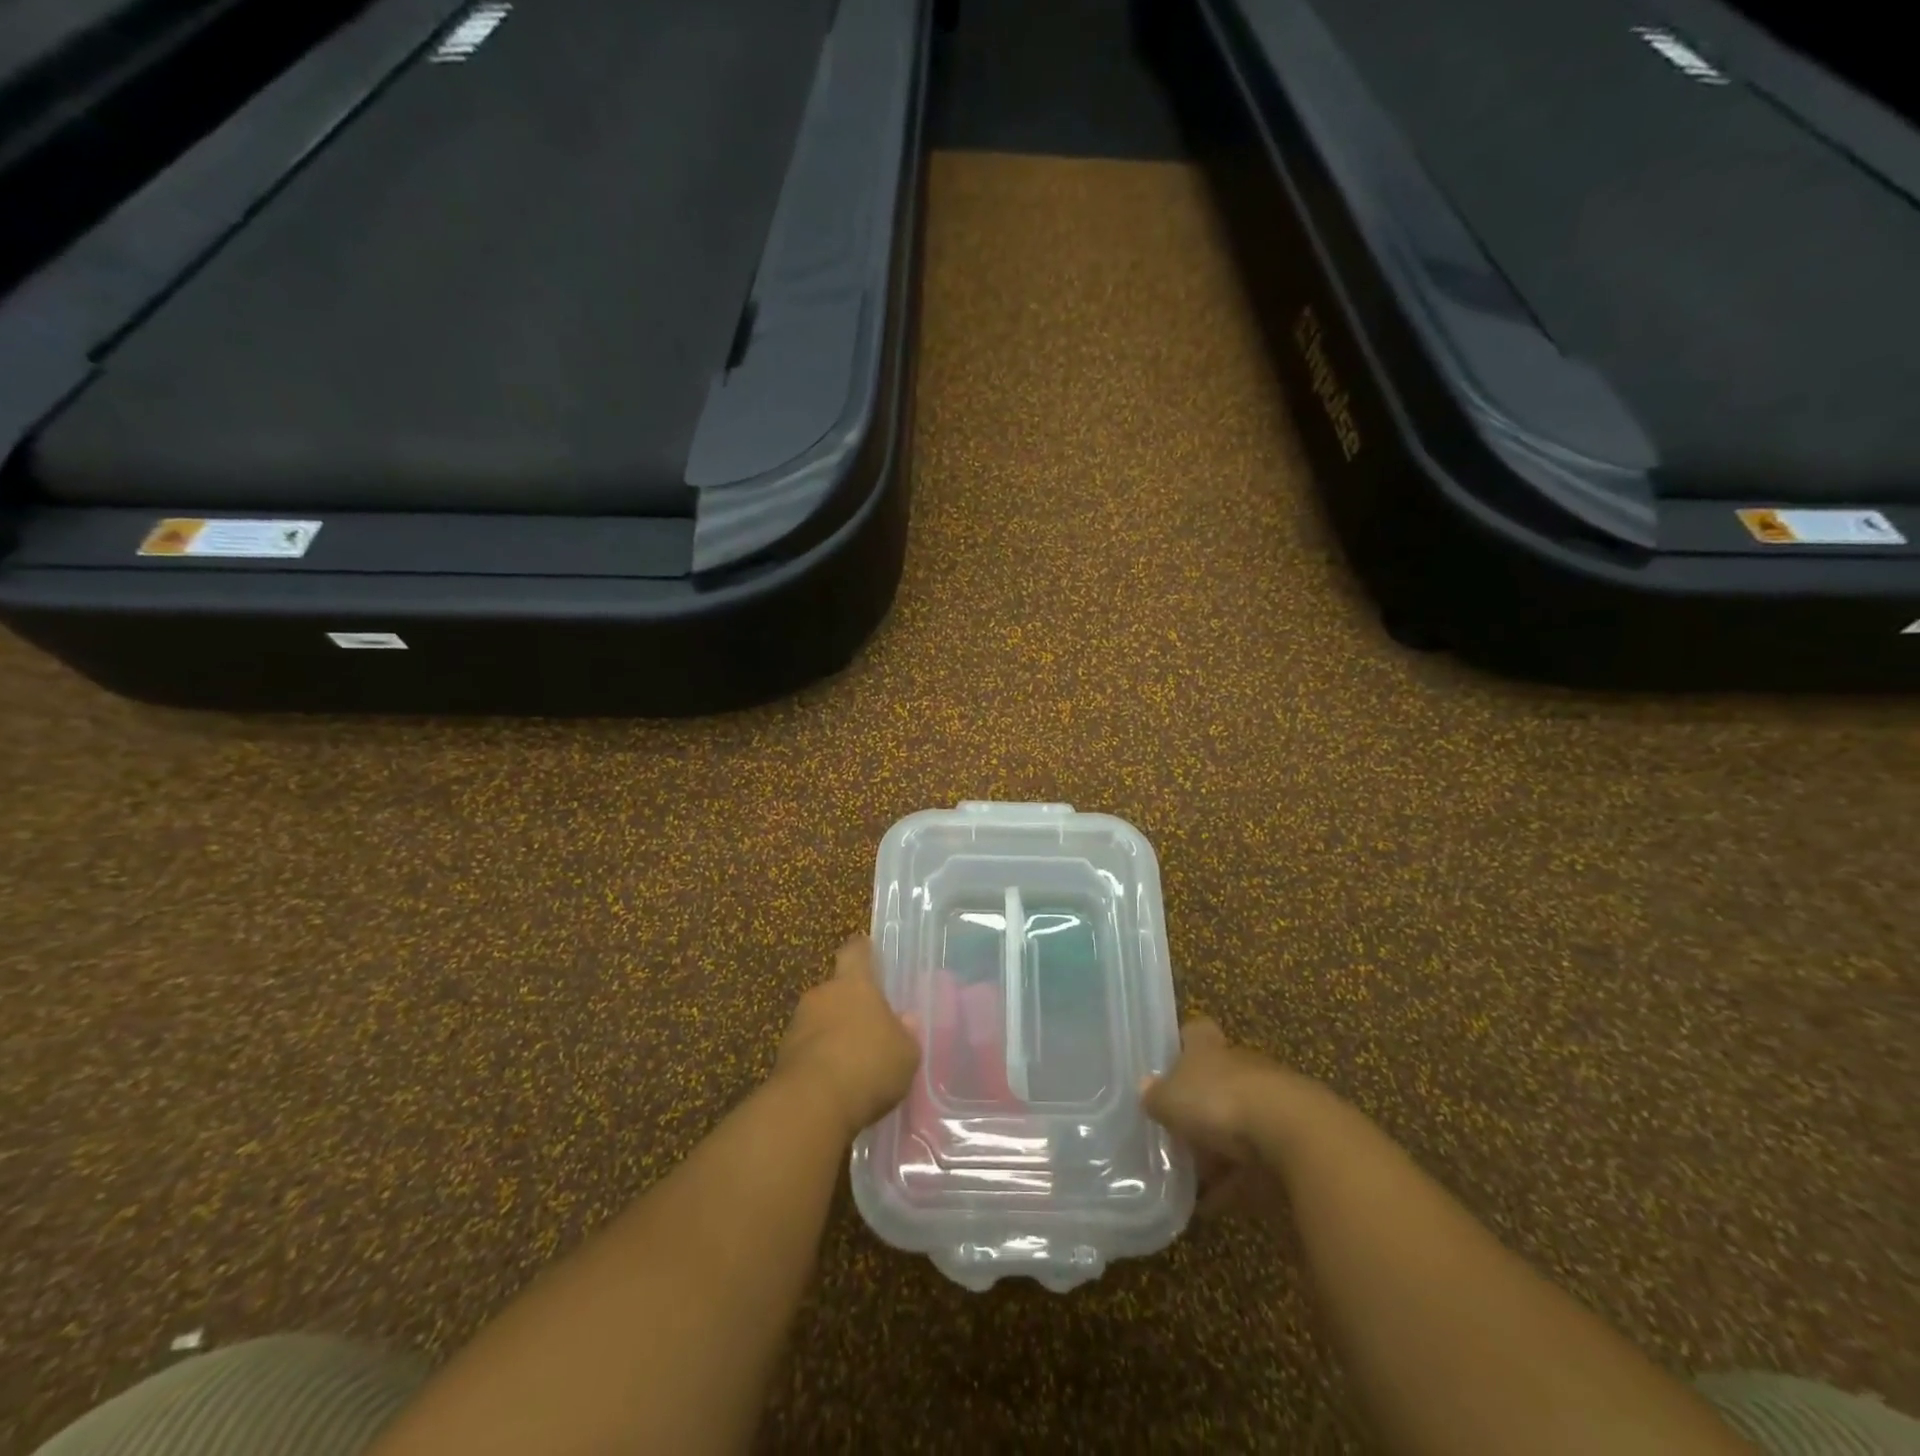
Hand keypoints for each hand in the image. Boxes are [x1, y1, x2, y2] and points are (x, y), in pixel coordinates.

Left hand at [775, 936, 920, 1140]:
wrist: (811, 1105)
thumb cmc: (868, 1065)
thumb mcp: (905, 1053)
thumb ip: (906, 1034)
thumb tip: (905, 1020)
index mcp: (854, 984)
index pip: (855, 952)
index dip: (862, 950)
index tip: (867, 950)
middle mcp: (822, 995)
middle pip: (836, 990)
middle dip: (849, 1004)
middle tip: (869, 1026)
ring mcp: (797, 1025)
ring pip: (819, 1020)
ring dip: (832, 1034)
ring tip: (853, 1062)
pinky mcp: (781, 1057)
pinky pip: (807, 1050)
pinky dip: (819, 1061)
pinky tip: (835, 1084)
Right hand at [1142, 1018, 1312, 1215]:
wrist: (1296, 1135)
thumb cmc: (1220, 1102)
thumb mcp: (1172, 1100)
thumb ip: (1156, 1096)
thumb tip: (1145, 1088)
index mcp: (1210, 1049)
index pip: (1197, 1033)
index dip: (1184, 1044)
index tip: (1172, 1063)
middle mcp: (1242, 1066)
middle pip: (1218, 1080)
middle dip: (1200, 1105)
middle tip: (1176, 1133)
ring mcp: (1272, 1101)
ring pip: (1239, 1121)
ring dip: (1220, 1147)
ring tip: (1194, 1179)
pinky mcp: (1294, 1139)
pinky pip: (1258, 1160)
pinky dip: (1239, 1180)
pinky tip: (1217, 1205)